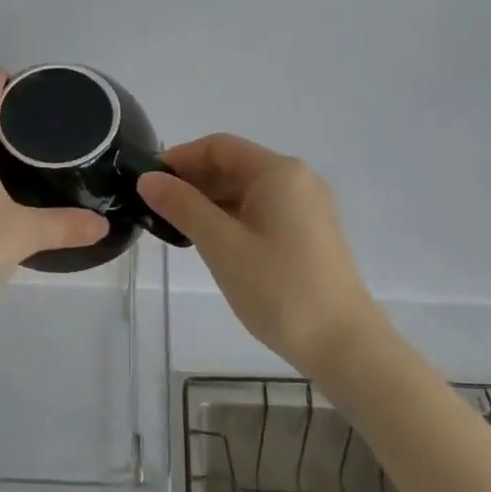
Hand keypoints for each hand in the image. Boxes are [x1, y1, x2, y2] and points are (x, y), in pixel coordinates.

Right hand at [138, 135, 376, 370]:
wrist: (343, 344)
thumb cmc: (279, 289)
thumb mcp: (222, 245)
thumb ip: (183, 206)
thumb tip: (148, 179)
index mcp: (278, 172)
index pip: (219, 147)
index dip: (180, 159)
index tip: (147, 182)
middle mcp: (296, 180)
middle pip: (234, 165)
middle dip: (193, 181)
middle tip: (155, 208)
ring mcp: (306, 207)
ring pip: (247, 190)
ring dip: (210, 201)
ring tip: (175, 227)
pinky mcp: (309, 233)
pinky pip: (261, 210)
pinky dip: (231, 217)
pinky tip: (210, 240)